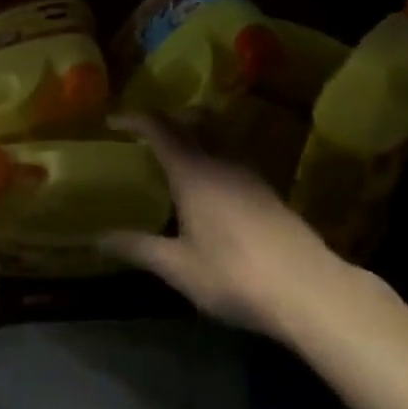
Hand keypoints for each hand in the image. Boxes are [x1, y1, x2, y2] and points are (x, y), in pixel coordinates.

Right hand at [102, 114, 354, 339]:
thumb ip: (138, 247)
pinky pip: (231, 161)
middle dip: (166, 121)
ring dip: (193, 139)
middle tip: (143, 135)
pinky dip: (211, 161)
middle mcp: (221, 162)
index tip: (113, 120)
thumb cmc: (234, 275)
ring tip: (173, 164)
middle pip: (193, 122)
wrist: (308, 290)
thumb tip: (98, 238)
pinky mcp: (268, 192)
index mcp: (193, 172)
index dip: (134, 118)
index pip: (159, 128)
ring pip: (216, 140)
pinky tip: (208, 194)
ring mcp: (250, 175)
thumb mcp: (178, 267)